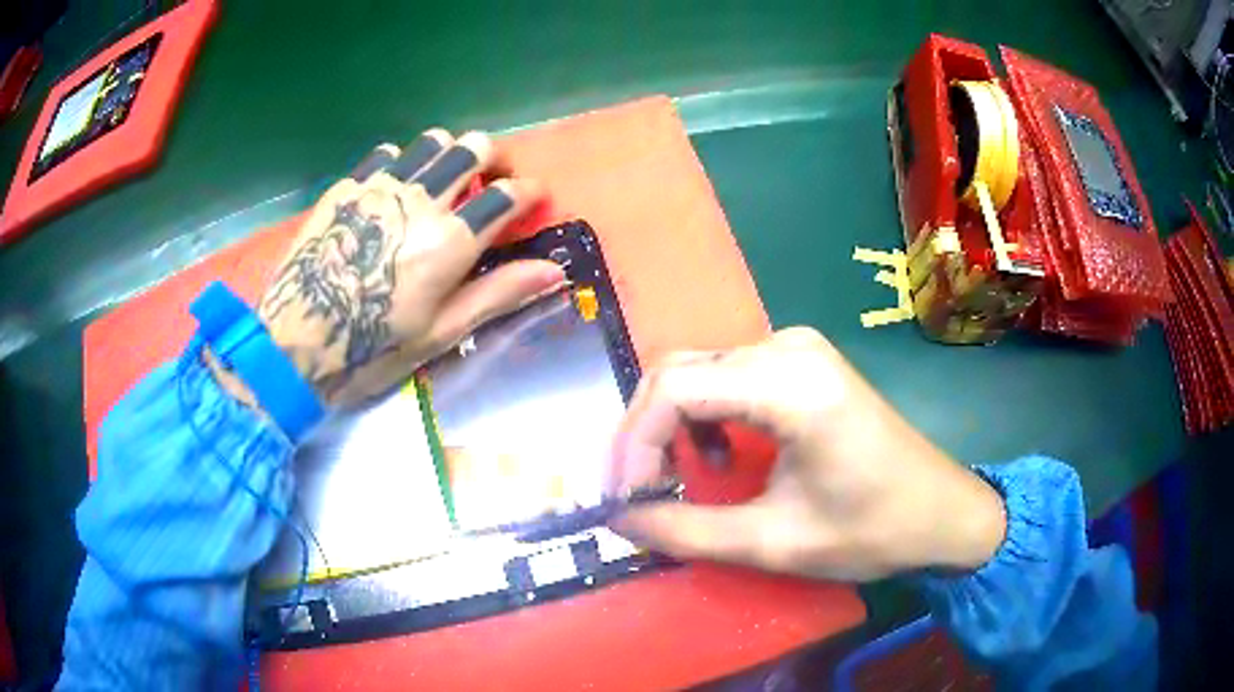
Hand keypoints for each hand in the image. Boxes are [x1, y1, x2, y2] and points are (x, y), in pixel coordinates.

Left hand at [255, 129, 563, 406]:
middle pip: (473, 147)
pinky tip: (397, 190)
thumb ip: (499, 293)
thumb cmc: (373, 349)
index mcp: (449, 240)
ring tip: (446, 181)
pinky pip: (387, 154)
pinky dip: (404, 163)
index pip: (508, 195)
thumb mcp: (442, 332)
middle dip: (495, 158)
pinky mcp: (346, 188)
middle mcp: (419, 199)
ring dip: (451, 154)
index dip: (530, 193)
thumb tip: (554, 272)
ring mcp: (379, 187)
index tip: (535, 200)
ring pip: (431, 141)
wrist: (296, 344)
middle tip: (493, 182)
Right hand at [608, 328, 1005, 580]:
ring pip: (698, 372)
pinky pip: (727, 376)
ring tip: (673, 480)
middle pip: (678, 372)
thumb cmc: (872, 530)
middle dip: (643, 435)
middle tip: (635, 493)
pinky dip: (703, 416)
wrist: (942, 511)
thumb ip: (686, 532)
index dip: (632, 445)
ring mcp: (796, 348)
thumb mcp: (775, 543)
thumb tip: (619, 521)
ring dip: (670, 425)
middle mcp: (787, 347)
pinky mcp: (802, 362)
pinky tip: (718, 457)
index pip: (674, 390)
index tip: (622, 499)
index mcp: (789, 384)